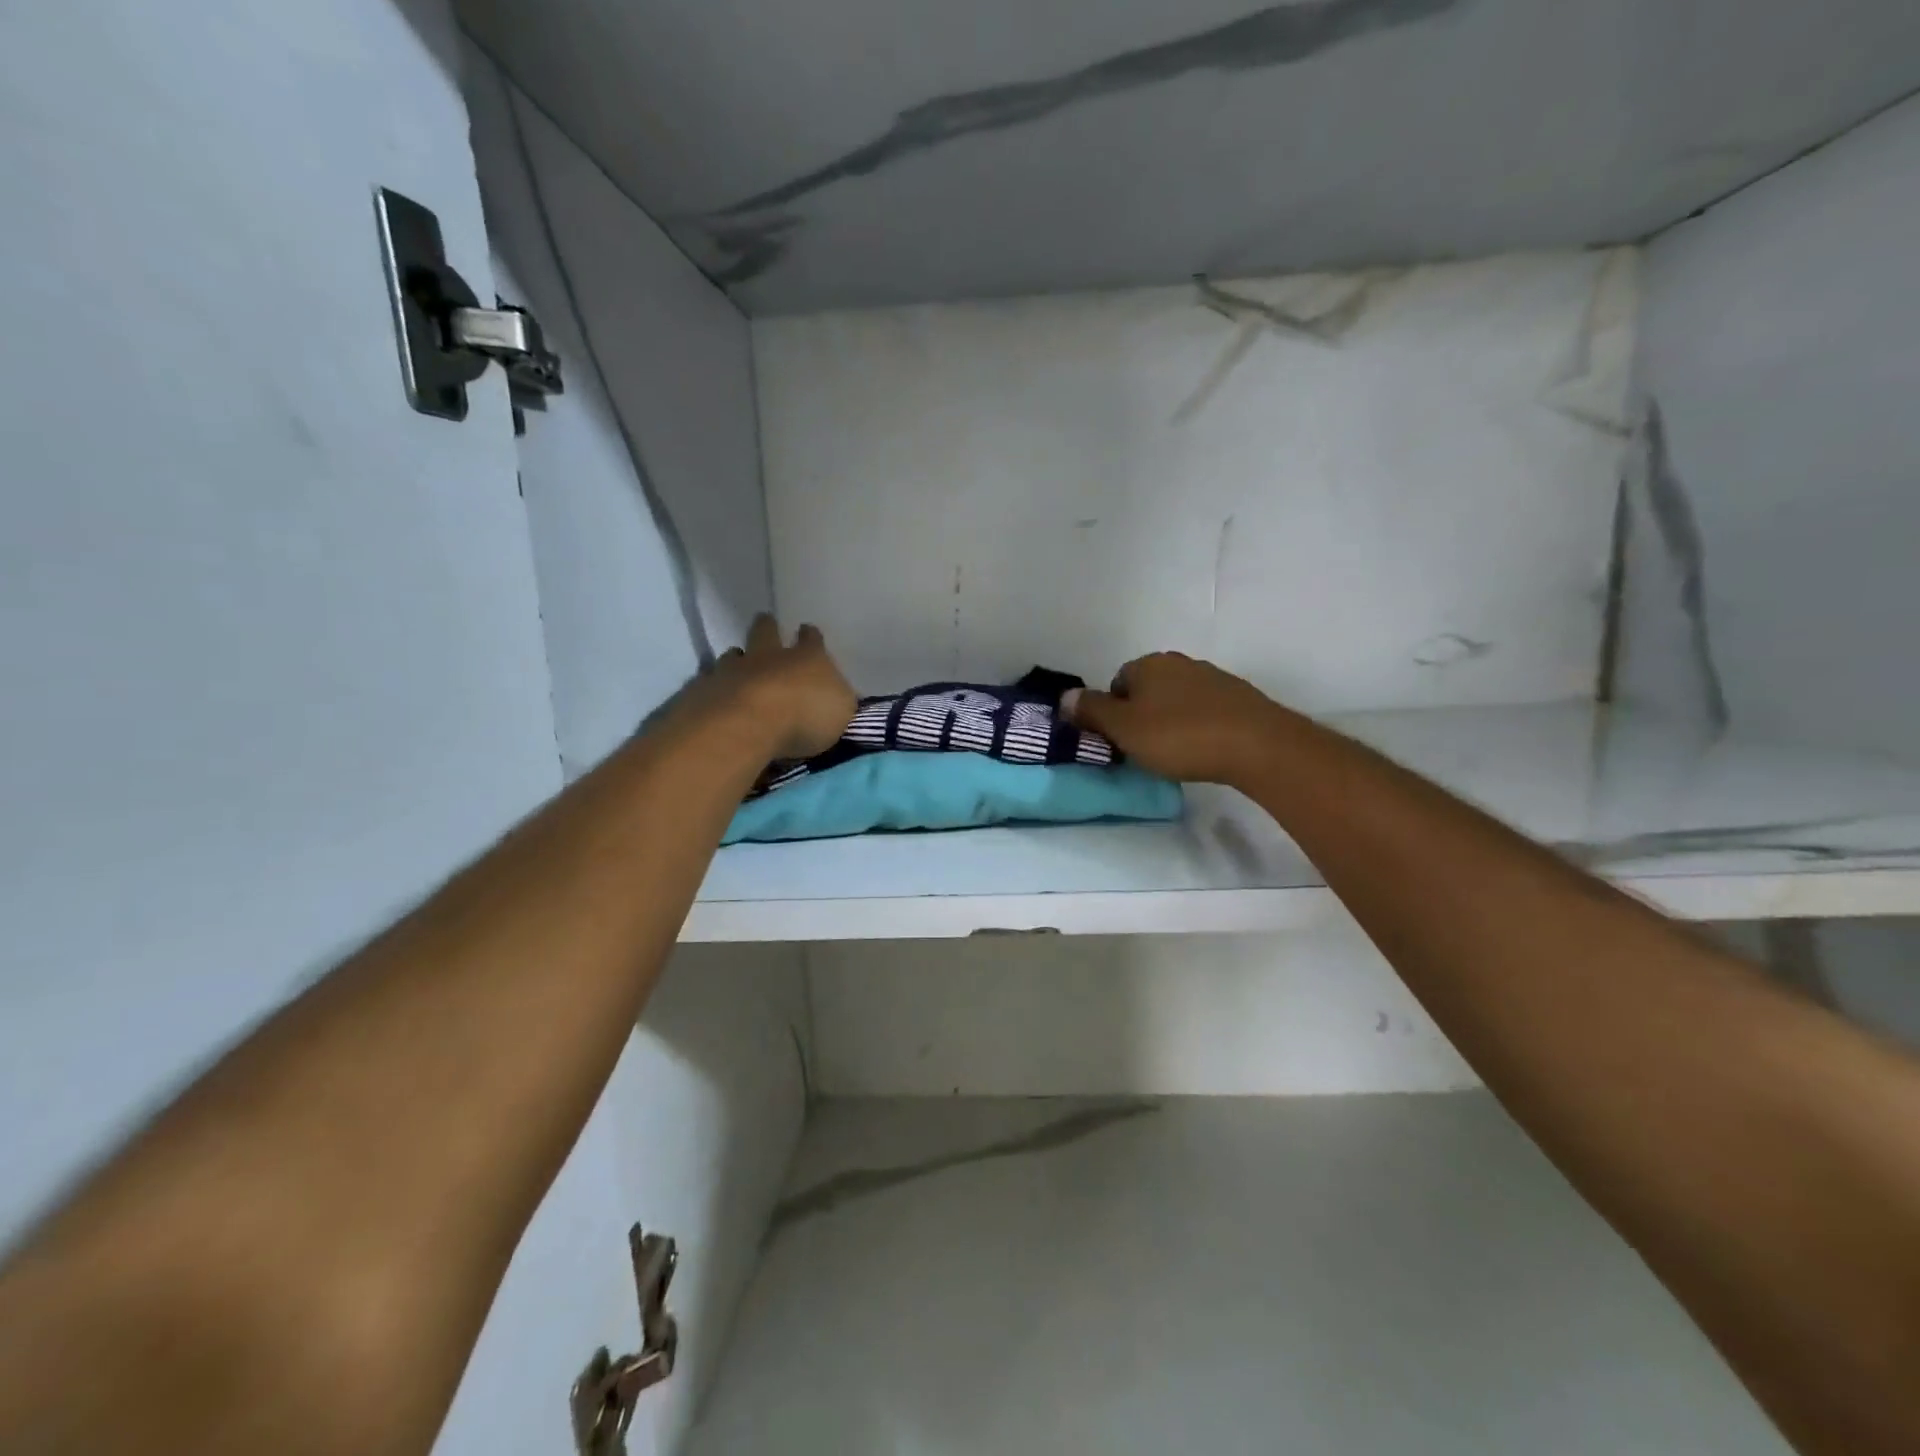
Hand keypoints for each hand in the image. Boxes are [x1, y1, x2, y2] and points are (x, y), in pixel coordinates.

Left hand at [674, 614, 856, 762]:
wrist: (748, 724)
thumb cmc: (805, 716)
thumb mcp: (841, 711)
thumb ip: (838, 699)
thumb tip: (836, 694)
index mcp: (808, 658)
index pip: (812, 639)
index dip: (810, 635)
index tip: (806, 630)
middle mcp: (769, 656)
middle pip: (766, 632)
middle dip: (767, 626)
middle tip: (765, 620)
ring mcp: (733, 670)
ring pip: (734, 654)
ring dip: (737, 657)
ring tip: (737, 660)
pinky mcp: (705, 689)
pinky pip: (709, 681)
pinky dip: (713, 685)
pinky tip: (714, 693)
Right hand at [1065, 652, 1282, 785]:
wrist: (1257, 745)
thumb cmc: (1180, 736)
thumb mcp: (1123, 728)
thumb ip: (1091, 711)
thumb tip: (1064, 696)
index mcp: (1148, 664)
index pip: (1116, 682)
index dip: (1112, 713)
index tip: (1120, 740)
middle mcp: (1179, 662)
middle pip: (1147, 689)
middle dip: (1142, 715)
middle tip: (1144, 748)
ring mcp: (1213, 677)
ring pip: (1177, 699)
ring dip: (1171, 720)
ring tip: (1176, 752)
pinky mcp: (1239, 697)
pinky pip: (1205, 709)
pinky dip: (1199, 725)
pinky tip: (1204, 748)